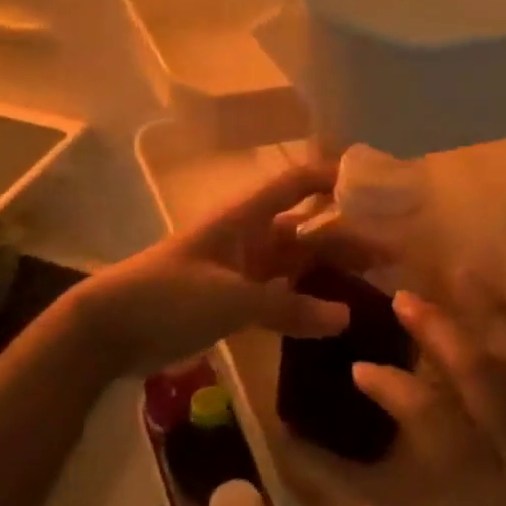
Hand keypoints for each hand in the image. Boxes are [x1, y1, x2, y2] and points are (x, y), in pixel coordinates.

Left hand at [66, 162, 381, 379]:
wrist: (111, 328)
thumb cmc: (168, 295)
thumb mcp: (230, 298)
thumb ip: (287, 308)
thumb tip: (345, 317)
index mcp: (246, 218)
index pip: (298, 183)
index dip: (334, 178)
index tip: (378, 185)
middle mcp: (251, 237)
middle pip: (309, 229)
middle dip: (349, 237)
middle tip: (395, 252)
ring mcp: (243, 270)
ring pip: (299, 264)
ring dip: (333, 270)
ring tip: (376, 281)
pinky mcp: (235, 301)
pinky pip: (282, 297)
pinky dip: (306, 304)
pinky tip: (335, 315)